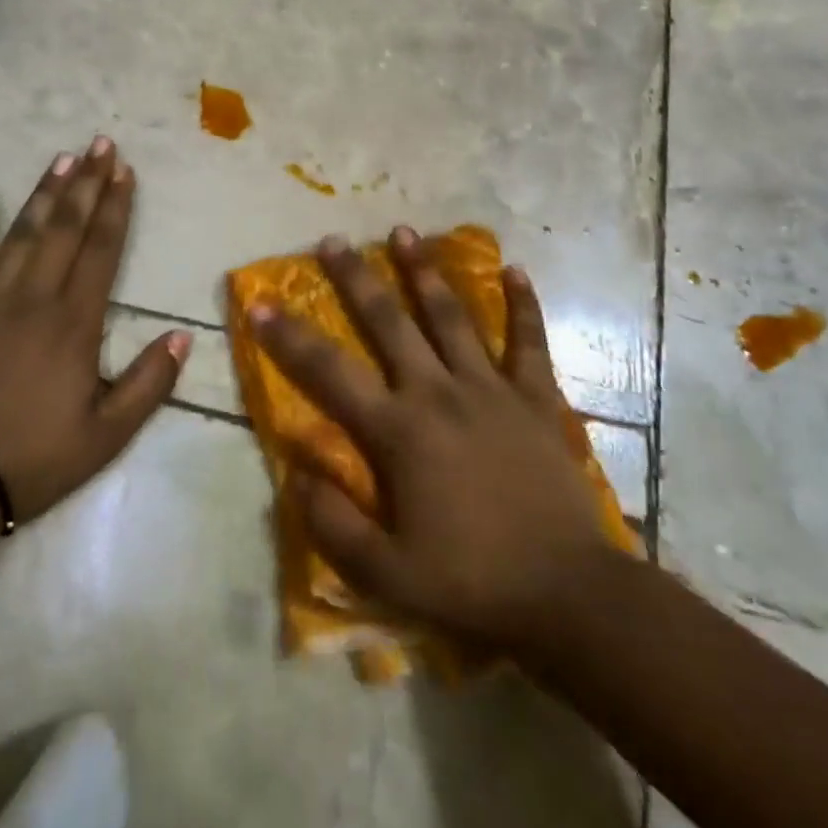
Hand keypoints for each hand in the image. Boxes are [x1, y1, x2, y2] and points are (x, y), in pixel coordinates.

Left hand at [0, 138, 186, 532]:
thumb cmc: (35, 456)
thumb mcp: (108, 433)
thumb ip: (150, 382)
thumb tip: (183, 337)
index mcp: (75, 321)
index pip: (102, 249)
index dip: (116, 207)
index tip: (125, 170)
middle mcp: (34, 296)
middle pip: (65, 227)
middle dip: (86, 182)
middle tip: (100, 143)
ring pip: (22, 232)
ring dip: (44, 193)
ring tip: (61, 158)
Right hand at [252, 228, 615, 654]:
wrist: (566, 594)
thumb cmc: (471, 583)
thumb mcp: (387, 574)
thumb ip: (333, 523)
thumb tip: (296, 472)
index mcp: (399, 431)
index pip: (329, 373)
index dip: (290, 337)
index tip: (261, 303)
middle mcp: (439, 393)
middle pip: (389, 323)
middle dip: (357, 279)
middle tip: (335, 240)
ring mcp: (490, 388)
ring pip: (451, 316)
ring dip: (424, 272)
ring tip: (404, 232)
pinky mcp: (535, 397)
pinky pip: (528, 341)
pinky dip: (523, 304)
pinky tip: (515, 269)